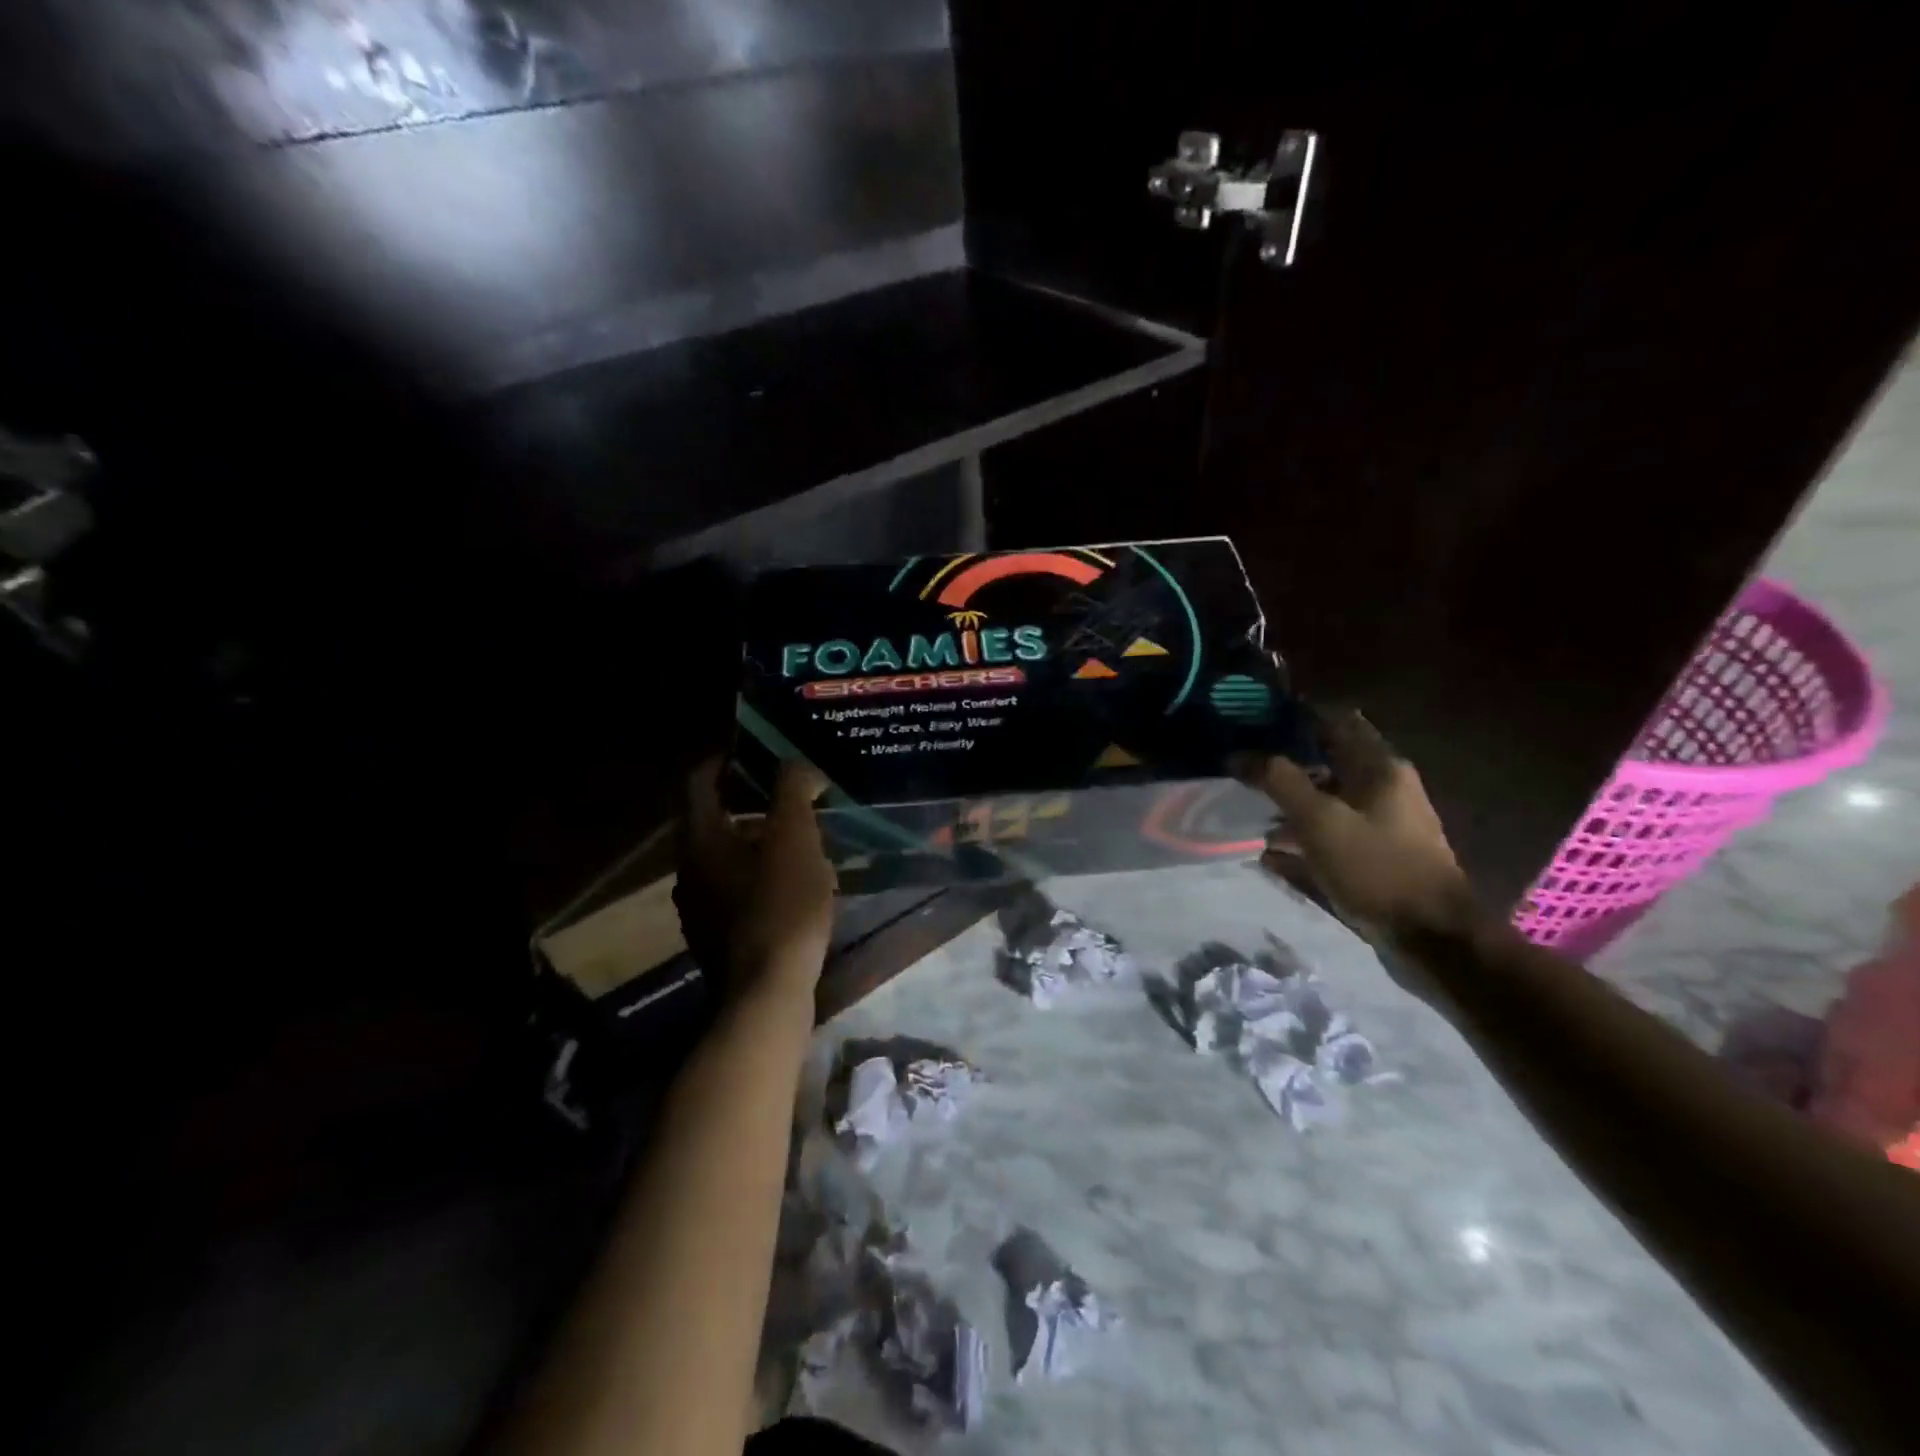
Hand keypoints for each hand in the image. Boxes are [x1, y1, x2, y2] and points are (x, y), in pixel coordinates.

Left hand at [678, 757, 836, 997]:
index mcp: (700, 839)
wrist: (766, 994)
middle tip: (789, 793)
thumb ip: (792, 791)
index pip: (698, 781)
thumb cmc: (780, 906)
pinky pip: (737, 888)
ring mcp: (700, 907)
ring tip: (801, 837)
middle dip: (750, 801)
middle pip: (713, 819)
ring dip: (759, 840)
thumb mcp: (795, 838)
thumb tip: (796, 764)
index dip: (724, 759)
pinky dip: (762, 874)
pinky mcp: (718, 935)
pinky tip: (797, 884)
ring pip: (726, 857)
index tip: (755, 751)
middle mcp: (689, 870)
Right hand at [1241, 709, 1474, 941]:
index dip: (1295, 714)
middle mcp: (1385, 790)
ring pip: (1327, 802)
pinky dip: (1302, 840)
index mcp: (1379, 768)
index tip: (1253, 718)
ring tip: (1248, 809)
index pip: (1335, 720)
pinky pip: (1330, 839)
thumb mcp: (1319, 819)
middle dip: (1285, 762)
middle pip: (1327, 762)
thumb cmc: (1376, 868)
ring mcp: (1382, 827)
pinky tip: (1270, 854)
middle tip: (1242, 765)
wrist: (1431, 940)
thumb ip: (1277, 780)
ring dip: (1290, 803)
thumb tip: (1239, 754)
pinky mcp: (1376, 860)